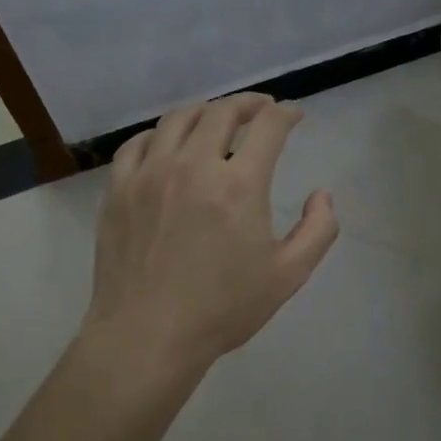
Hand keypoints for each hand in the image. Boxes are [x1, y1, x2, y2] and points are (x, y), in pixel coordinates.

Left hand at [83, 94, 338, 374]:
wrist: (147, 336)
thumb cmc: (222, 309)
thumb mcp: (288, 275)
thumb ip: (318, 230)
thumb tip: (321, 195)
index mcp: (239, 185)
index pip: (268, 127)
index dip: (286, 114)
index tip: (294, 115)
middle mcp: (193, 165)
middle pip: (222, 112)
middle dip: (248, 104)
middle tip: (262, 110)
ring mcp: (150, 174)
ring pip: (178, 119)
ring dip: (206, 112)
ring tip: (217, 120)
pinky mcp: (119, 189)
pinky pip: (139, 143)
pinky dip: (161, 134)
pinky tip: (170, 145)